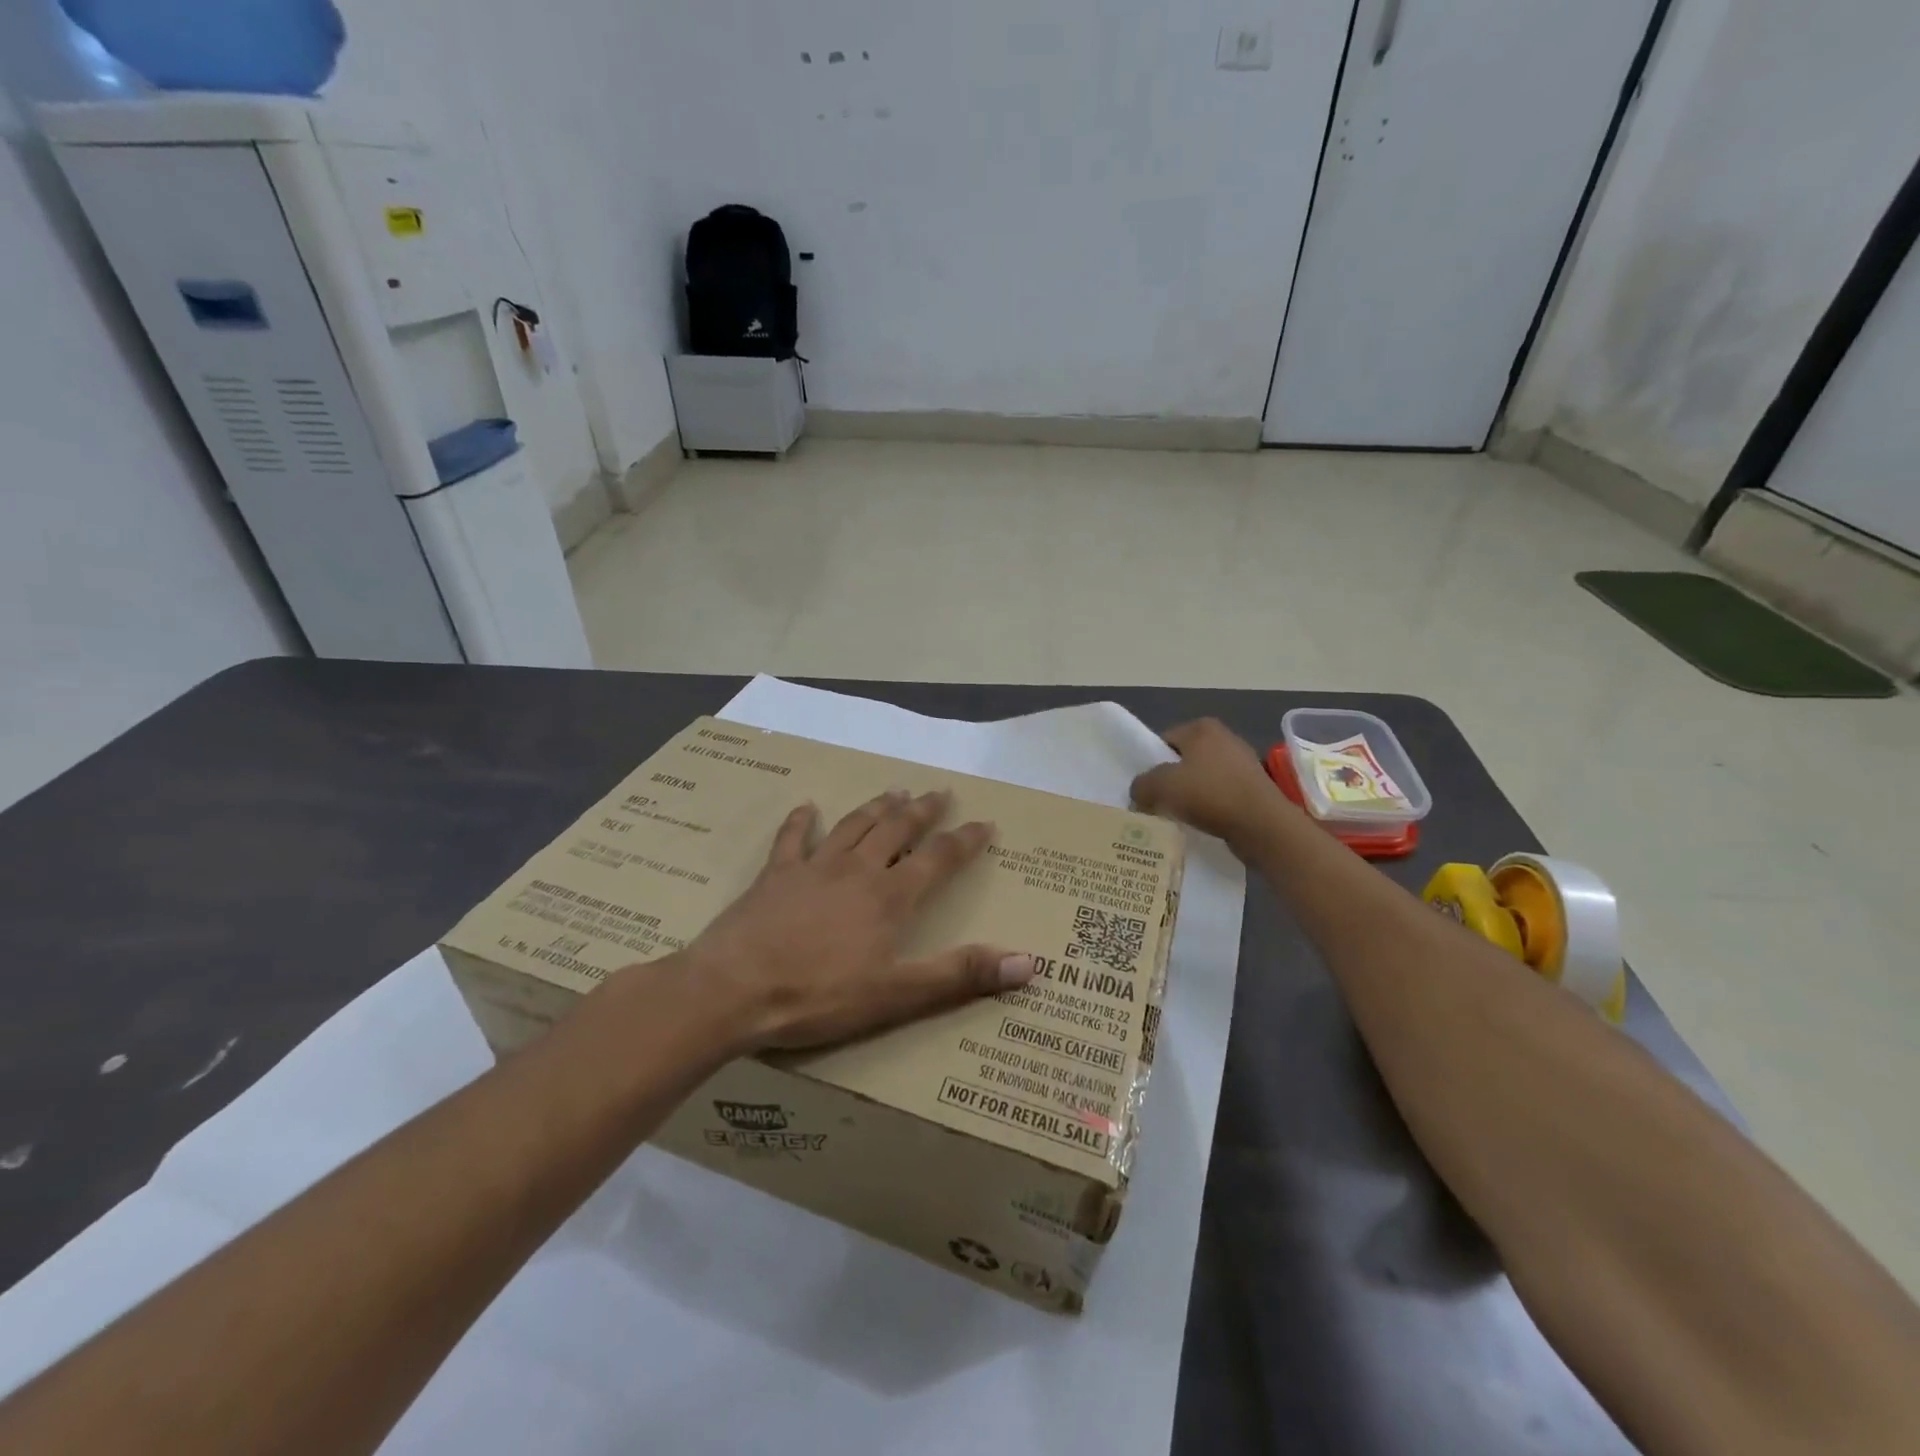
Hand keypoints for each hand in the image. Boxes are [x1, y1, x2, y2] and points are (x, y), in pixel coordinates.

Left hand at [680, 790, 1035, 1051]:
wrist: (732, 990)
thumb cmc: (818, 996)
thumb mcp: (897, 994)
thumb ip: (960, 974)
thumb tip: (1028, 961)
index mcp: (888, 897)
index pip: (938, 859)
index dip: (964, 840)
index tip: (985, 822)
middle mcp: (856, 870)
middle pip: (896, 830)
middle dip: (922, 811)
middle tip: (940, 792)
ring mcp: (812, 868)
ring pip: (853, 826)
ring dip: (876, 808)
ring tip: (894, 791)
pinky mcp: (774, 876)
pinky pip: (792, 839)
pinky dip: (802, 821)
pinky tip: (807, 807)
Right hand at [1130, 718, 1287, 849]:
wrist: (1262, 825)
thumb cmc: (1209, 794)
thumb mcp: (1160, 786)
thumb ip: (1141, 785)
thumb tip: (1140, 793)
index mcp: (1202, 727)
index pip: (1164, 740)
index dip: (1151, 763)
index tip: (1146, 787)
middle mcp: (1225, 738)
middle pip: (1183, 760)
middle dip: (1170, 781)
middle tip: (1157, 803)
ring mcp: (1243, 763)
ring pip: (1202, 779)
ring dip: (1189, 796)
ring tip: (1178, 817)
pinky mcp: (1254, 788)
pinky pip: (1220, 795)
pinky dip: (1209, 808)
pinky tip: (1202, 823)